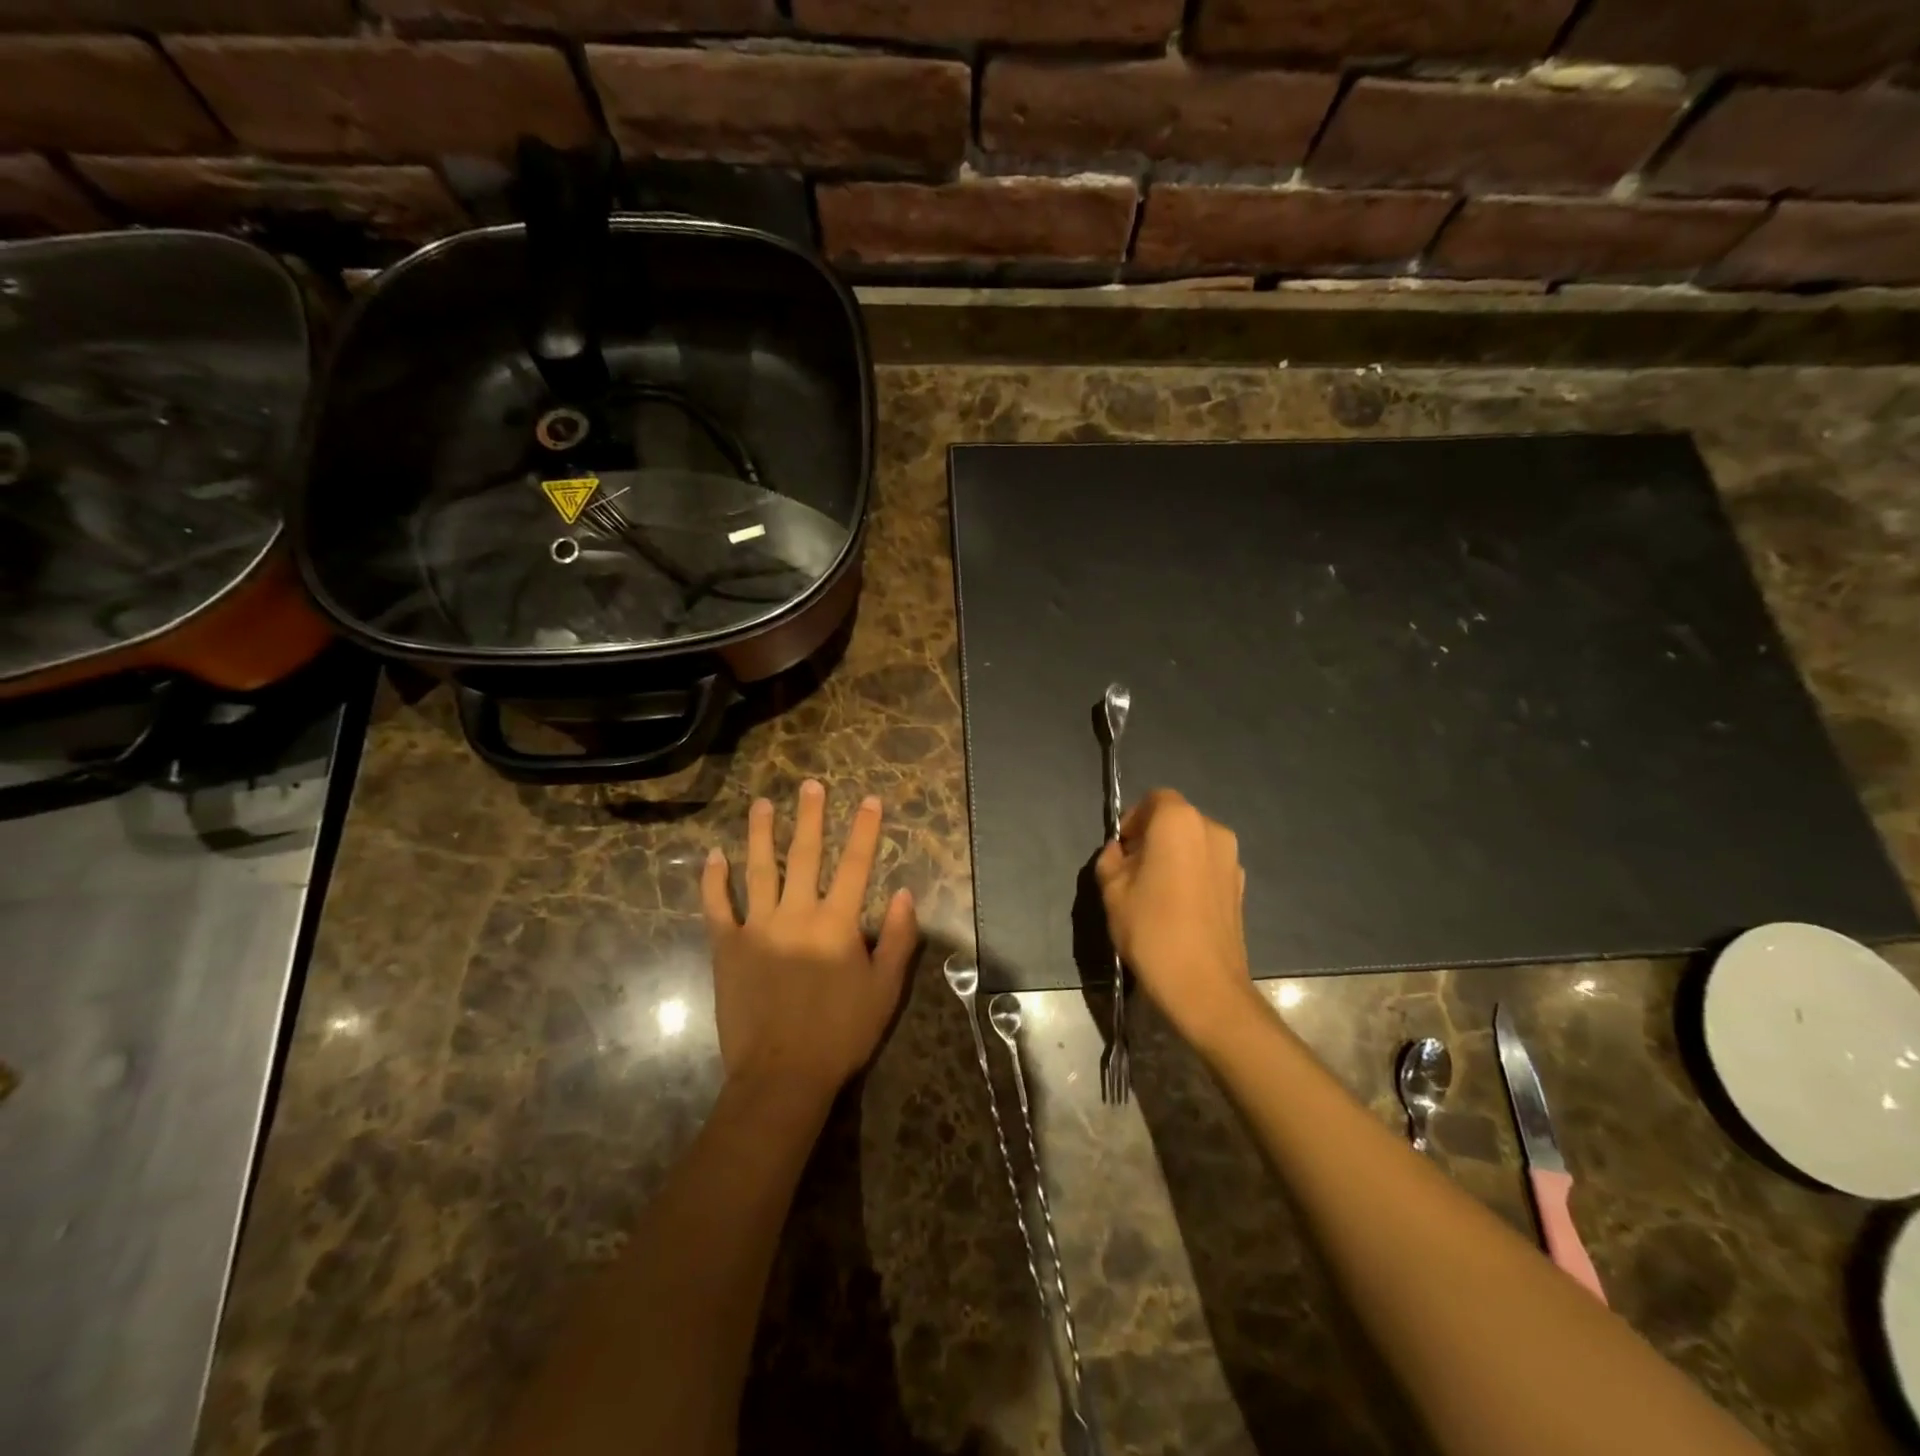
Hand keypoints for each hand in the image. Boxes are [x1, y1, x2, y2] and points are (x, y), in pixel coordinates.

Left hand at [702, 780, 918, 1099]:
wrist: (782, 1075)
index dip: (864, 830)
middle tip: (810, 785)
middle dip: (809, 817)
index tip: (869, 800)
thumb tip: (905, 894)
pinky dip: (714, 880)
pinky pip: (717, 906)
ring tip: (761, 804)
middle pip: (804, 855)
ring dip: (760, 834)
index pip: (855, 865)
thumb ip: (899, 939)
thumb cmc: (841, 1033)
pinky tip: (713, 855)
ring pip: (758, 870)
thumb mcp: (886, 990)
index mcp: (837, 923)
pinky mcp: (727, 948)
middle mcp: (797, 914)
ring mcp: (758, 927)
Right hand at [1095, 788, 1258, 1050]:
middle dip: (1152, 837)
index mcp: (1178, 821)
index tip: (1121, 850)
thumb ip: (1111, 860)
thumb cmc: (1151, 929)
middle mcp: (1212, 830)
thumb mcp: (1112, 891)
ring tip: (1155, 892)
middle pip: (1176, 819)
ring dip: (1173, 855)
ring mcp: (1232, 859)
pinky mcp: (1240, 886)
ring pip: (1194, 843)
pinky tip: (1177, 908)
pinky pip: (1208, 866)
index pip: (1154, 799)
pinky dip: (1191, 874)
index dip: (1134, 819)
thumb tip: (1120, 852)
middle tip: (1133, 871)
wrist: (1204, 985)